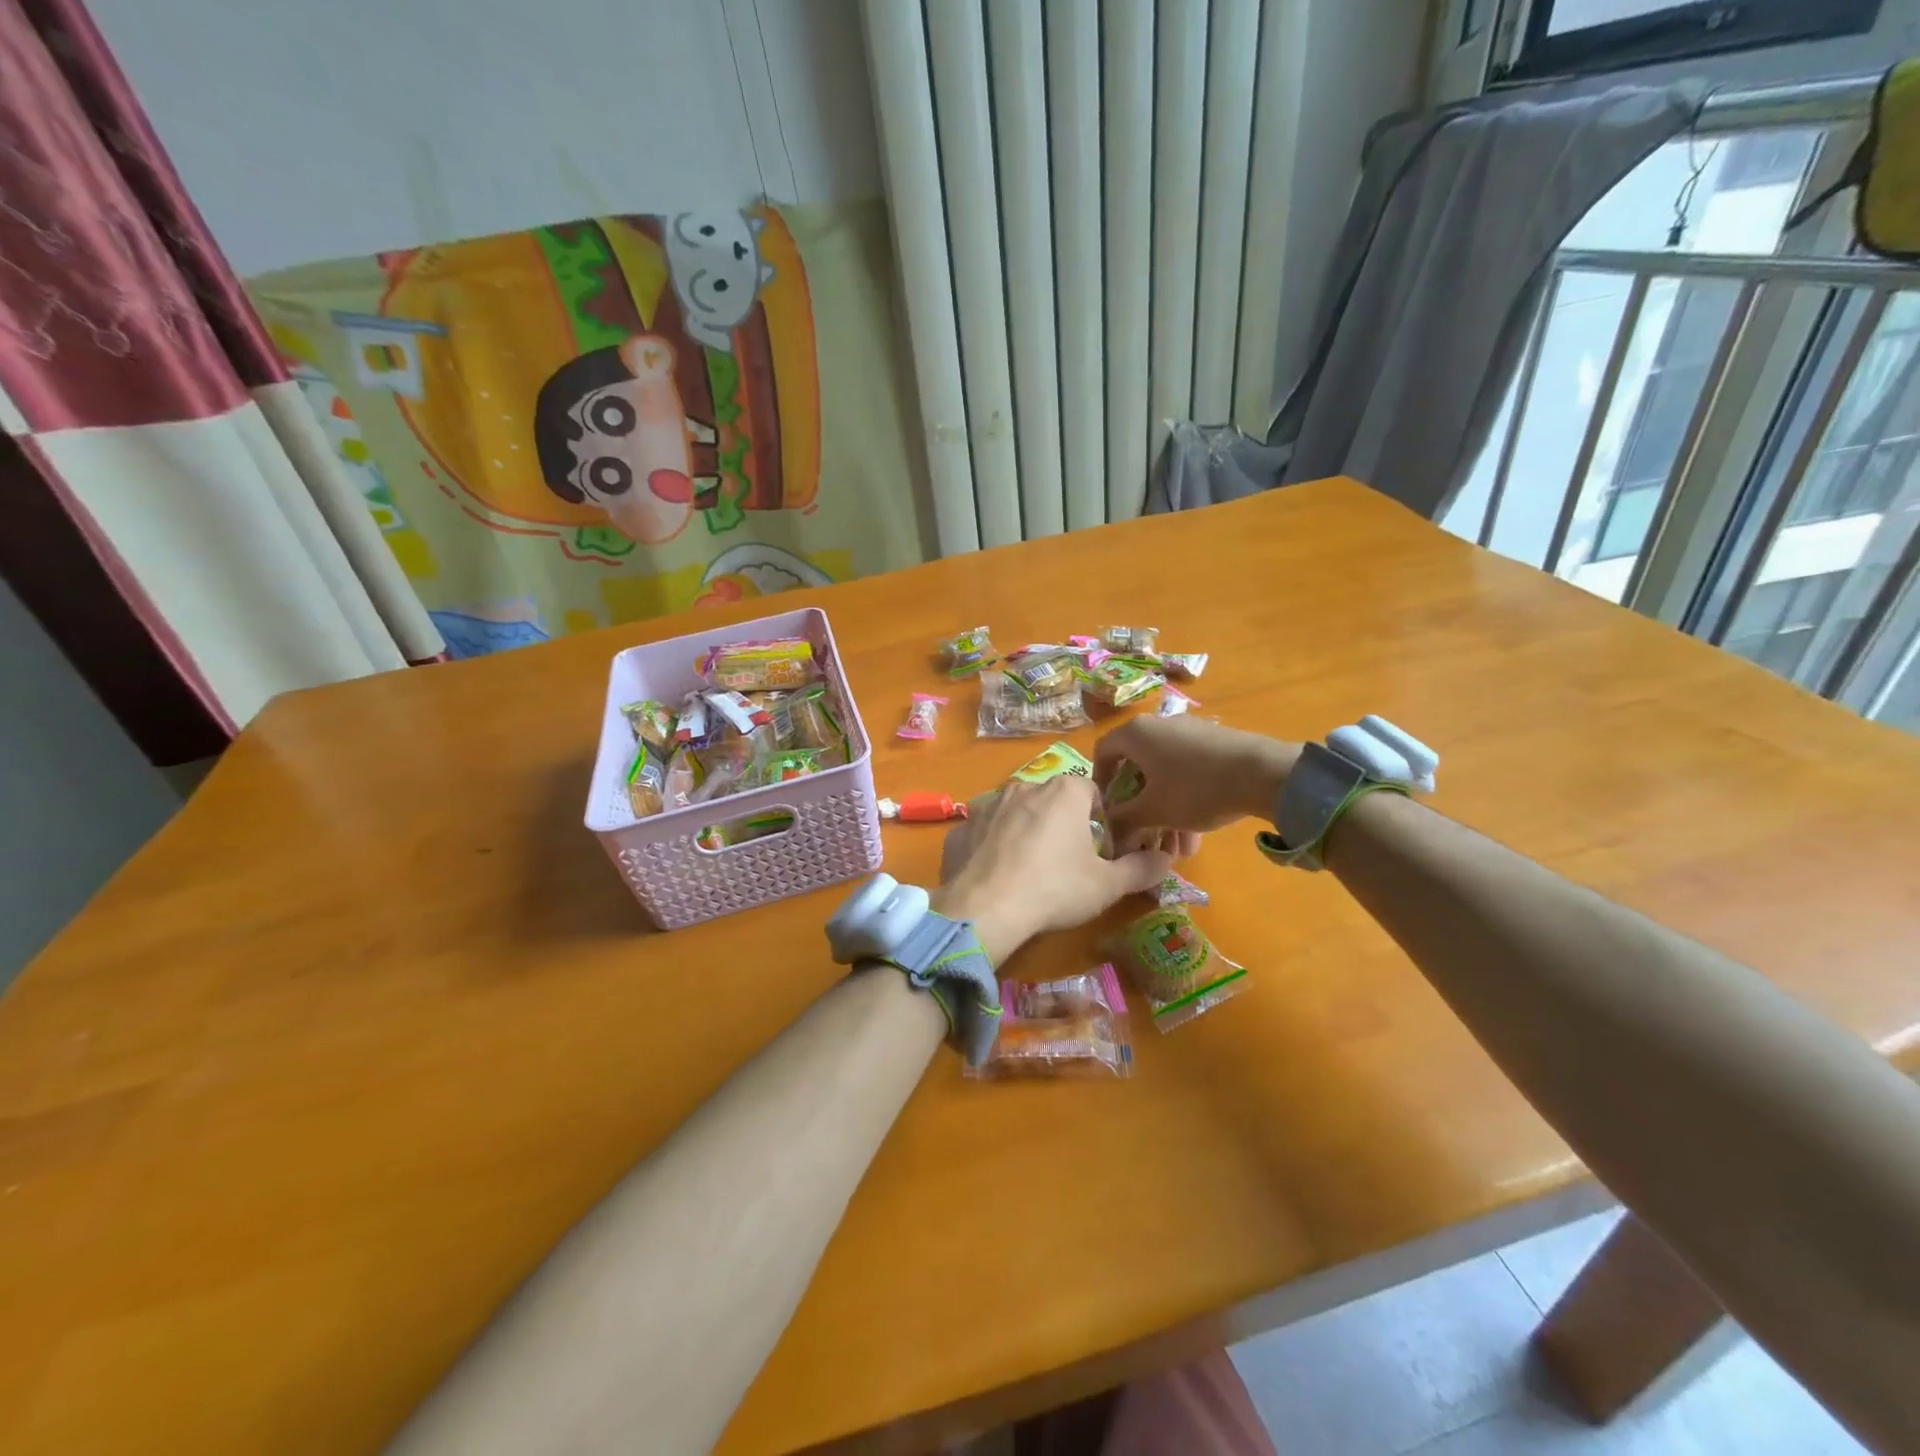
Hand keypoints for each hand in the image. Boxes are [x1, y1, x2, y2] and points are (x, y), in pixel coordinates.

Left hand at [933, 776, 1171, 963]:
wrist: (985, 908)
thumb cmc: (1055, 888)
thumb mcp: (1108, 885)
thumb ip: (1141, 869)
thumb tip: (1166, 859)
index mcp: (1063, 791)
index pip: (1092, 792)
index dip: (1101, 820)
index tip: (1100, 850)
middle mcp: (1024, 786)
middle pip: (1052, 801)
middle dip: (1062, 825)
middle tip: (1066, 864)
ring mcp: (987, 805)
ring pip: (1015, 814)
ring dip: (1025, 833)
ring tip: (1029, 872)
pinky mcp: (961, 828)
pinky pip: (984, 833)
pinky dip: (991, 848)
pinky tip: (996, 877)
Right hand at [1094, 717, 1301, 854]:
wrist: (1264, 773)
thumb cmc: (1194, 789)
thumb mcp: (1153, 810)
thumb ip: (1124, 818)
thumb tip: (1109, 826)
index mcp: (1136, 734)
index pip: (1103, 752)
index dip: (1099, 782)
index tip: (1106, 809)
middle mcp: (1159, 725)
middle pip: (1137, 769)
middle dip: (1139, 809)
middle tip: (1143, 838)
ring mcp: (1190, 732)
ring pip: (1165, 776)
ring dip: (1165, 812)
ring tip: (1177, 850)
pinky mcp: (1215, 743)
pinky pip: (1188, 772)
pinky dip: (1185, 800)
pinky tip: (1196, 835)